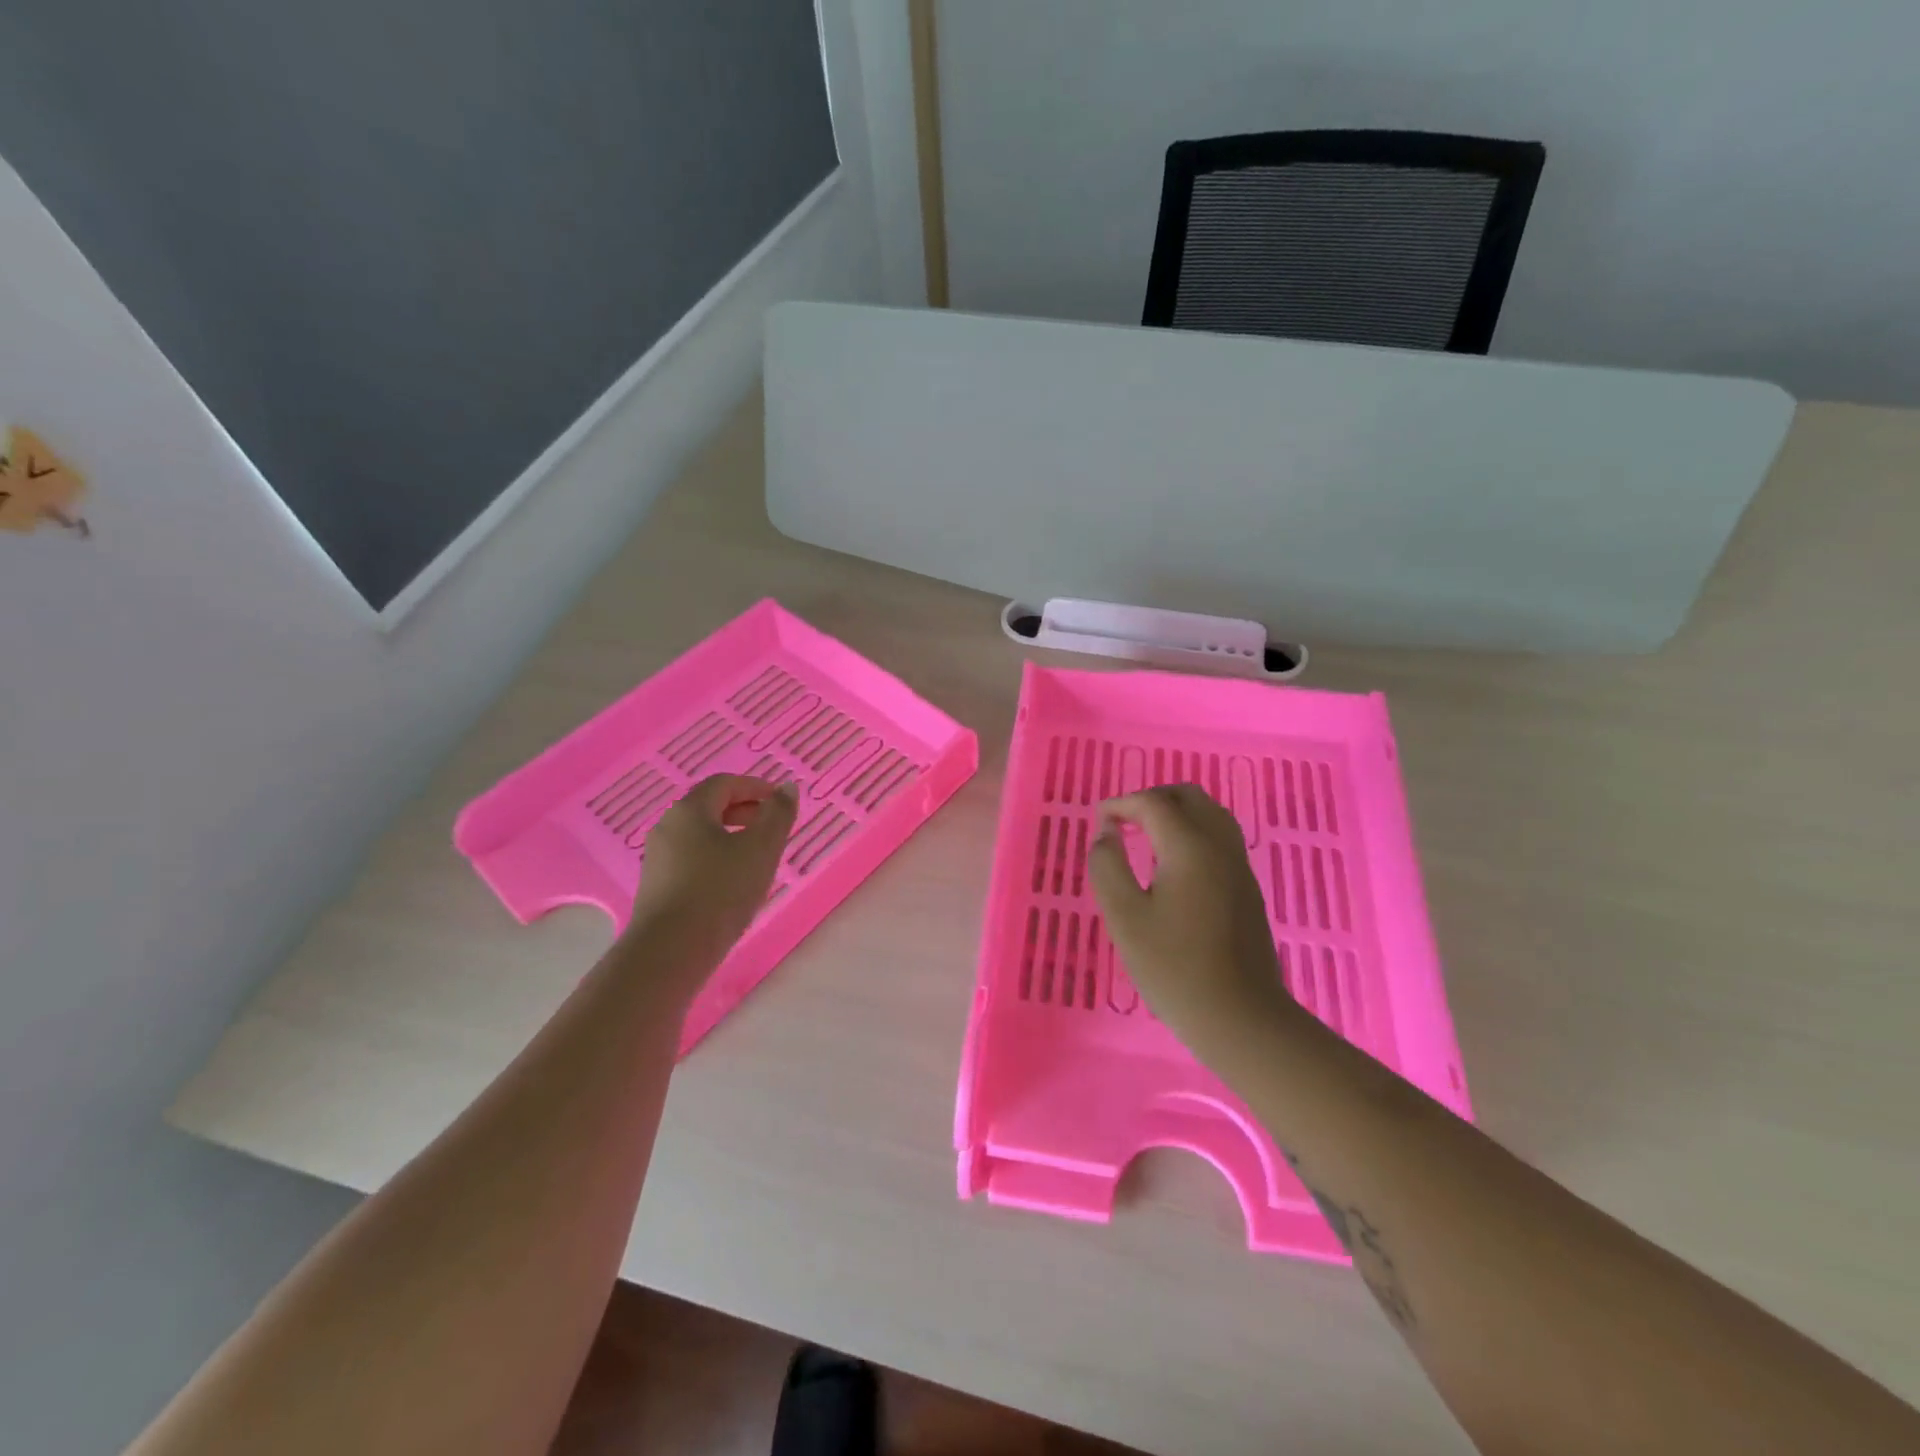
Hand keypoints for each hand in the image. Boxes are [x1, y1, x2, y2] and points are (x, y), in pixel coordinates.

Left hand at [628, 775, 797, 964]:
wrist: (669, 952)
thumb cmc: (720, 891)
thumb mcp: (761, 849)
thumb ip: (778, 814)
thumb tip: (786, 788)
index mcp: (689, 810)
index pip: (724, 783)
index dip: (756, 787)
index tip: (781, 803)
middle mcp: (668, 827)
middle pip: (709, 807)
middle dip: (745, 811)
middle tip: (773, 828)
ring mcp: (658, 859)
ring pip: (701, 835)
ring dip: (732, 837)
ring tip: (759, 859)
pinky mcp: (657, 887)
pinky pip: (692, 859)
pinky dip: (717, 859)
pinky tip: (734, 884)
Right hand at [1089, 785, 1293, 1044]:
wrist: (1241, 1017)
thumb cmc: (1174, 968)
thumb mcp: (1125, 917)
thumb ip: (1108, 866)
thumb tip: (1106, 833)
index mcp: (1190, 847)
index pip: (1153, 802)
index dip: (1121, 804)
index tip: (1098, 823)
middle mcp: (1220, 845)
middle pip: (1188, 796)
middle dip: (1151, 799)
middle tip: (1122, 823)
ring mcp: (1239, 866)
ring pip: (1209, 813)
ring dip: (1175, 813)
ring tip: (1145, 837)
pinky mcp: (1246, 887)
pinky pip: (1219, 837)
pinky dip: (1192, 831)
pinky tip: (1172, 863)